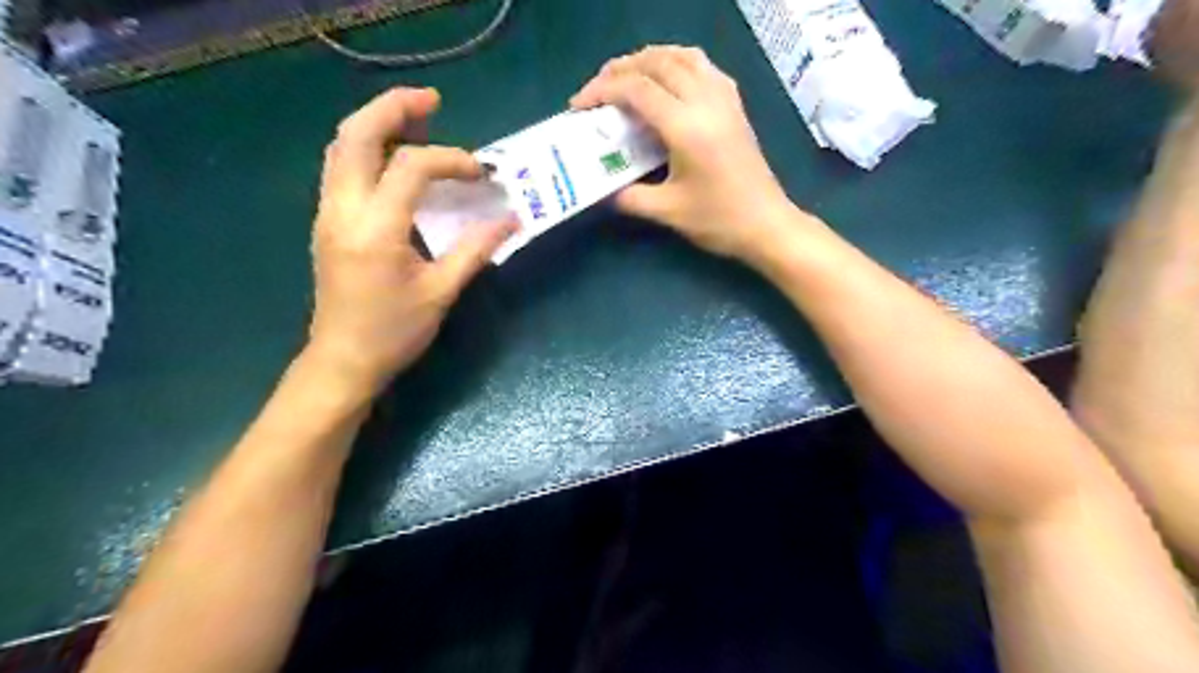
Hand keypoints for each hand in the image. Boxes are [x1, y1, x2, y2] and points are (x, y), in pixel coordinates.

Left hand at [305, 88, 514, 396]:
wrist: (342, 360)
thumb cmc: (394, 332)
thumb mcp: (441, 292)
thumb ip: (476, 250)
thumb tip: (512, 220)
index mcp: (374, 229)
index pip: (410, 167)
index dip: (450, 160)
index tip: (481, 175)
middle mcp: (342, 210)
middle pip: (355, 135)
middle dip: (393, 108)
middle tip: (432, 100)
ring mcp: (328, 213)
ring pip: (341, 147)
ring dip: (377, 124)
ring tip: (417, 118)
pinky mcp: (328, 222)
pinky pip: (342, 167)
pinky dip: (368, 148)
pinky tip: (396, 157)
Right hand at [572, 45, 814, 262]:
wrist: (767, 224)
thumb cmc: (719, 220)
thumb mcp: (668, 212)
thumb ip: (630, 198)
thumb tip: (603, 191)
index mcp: (686, 127)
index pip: (637, 90)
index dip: (602, 91)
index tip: (579, 105)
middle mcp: (705, 102)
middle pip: (657, 63)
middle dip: (620, 69)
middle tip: (597, 89)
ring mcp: (724, 100)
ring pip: (683, 56)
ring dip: (650, 59)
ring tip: (627, 76)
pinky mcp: (735, 105)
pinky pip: (704, 67)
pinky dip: (678, 62)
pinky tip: (669, 80)